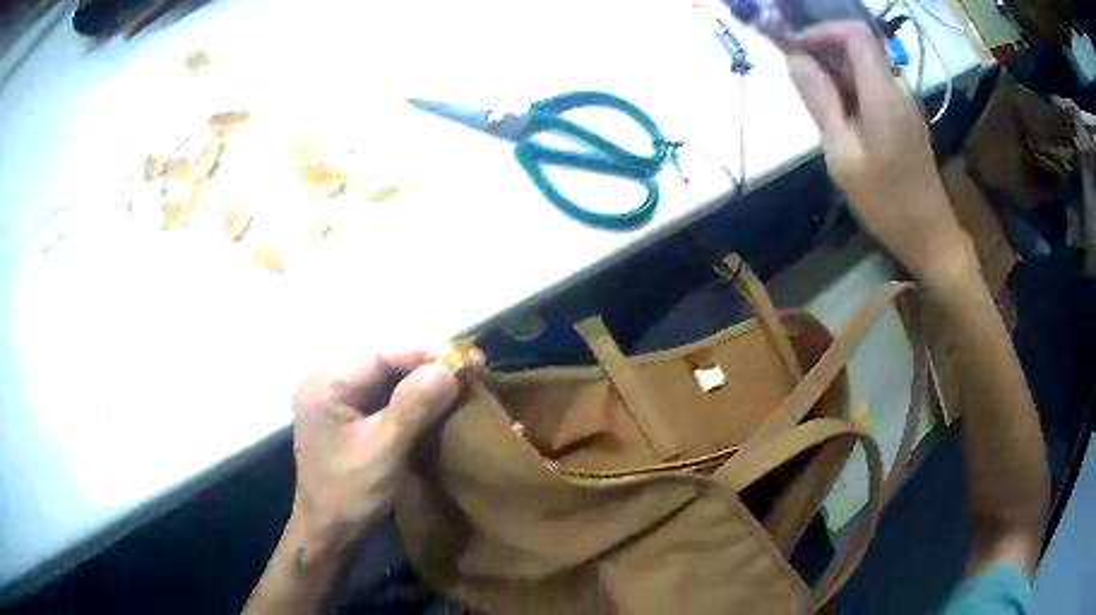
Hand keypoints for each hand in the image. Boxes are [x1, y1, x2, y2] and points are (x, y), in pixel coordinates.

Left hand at [289, 347, 472, 559]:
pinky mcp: (349, 418)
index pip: (378, 355)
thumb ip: (412, 408)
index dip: (423, 353)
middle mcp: (327, 384)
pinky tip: (437, 400)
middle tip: (469, 368)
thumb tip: (448, 367)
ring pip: (385, 377)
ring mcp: (337, 401)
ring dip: (422, 379)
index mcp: (325, 386)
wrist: (329, 535)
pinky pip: (384, 396)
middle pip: (382, 361)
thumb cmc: (349, 496)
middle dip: (425, 363)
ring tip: (460, 380)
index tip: (467, 360)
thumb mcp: (382, 452)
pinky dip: (413, 397)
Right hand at [786, 21, 969, 280]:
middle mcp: (897, 90)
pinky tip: (837, 116)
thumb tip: (795, 59)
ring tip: (811, 99)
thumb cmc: (888, 204)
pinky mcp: (905, 120)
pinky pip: (873, 89)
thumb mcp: (844, 156)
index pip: (856, 34)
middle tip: (794, 75)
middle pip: (859, 48)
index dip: (823, 31)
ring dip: (835, 72)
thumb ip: (820, 102)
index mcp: (883, 94)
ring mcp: (904, 105)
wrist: (931, 238)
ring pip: (865, 69)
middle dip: (823, 50)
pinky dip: (849, 90)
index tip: (795, 47)